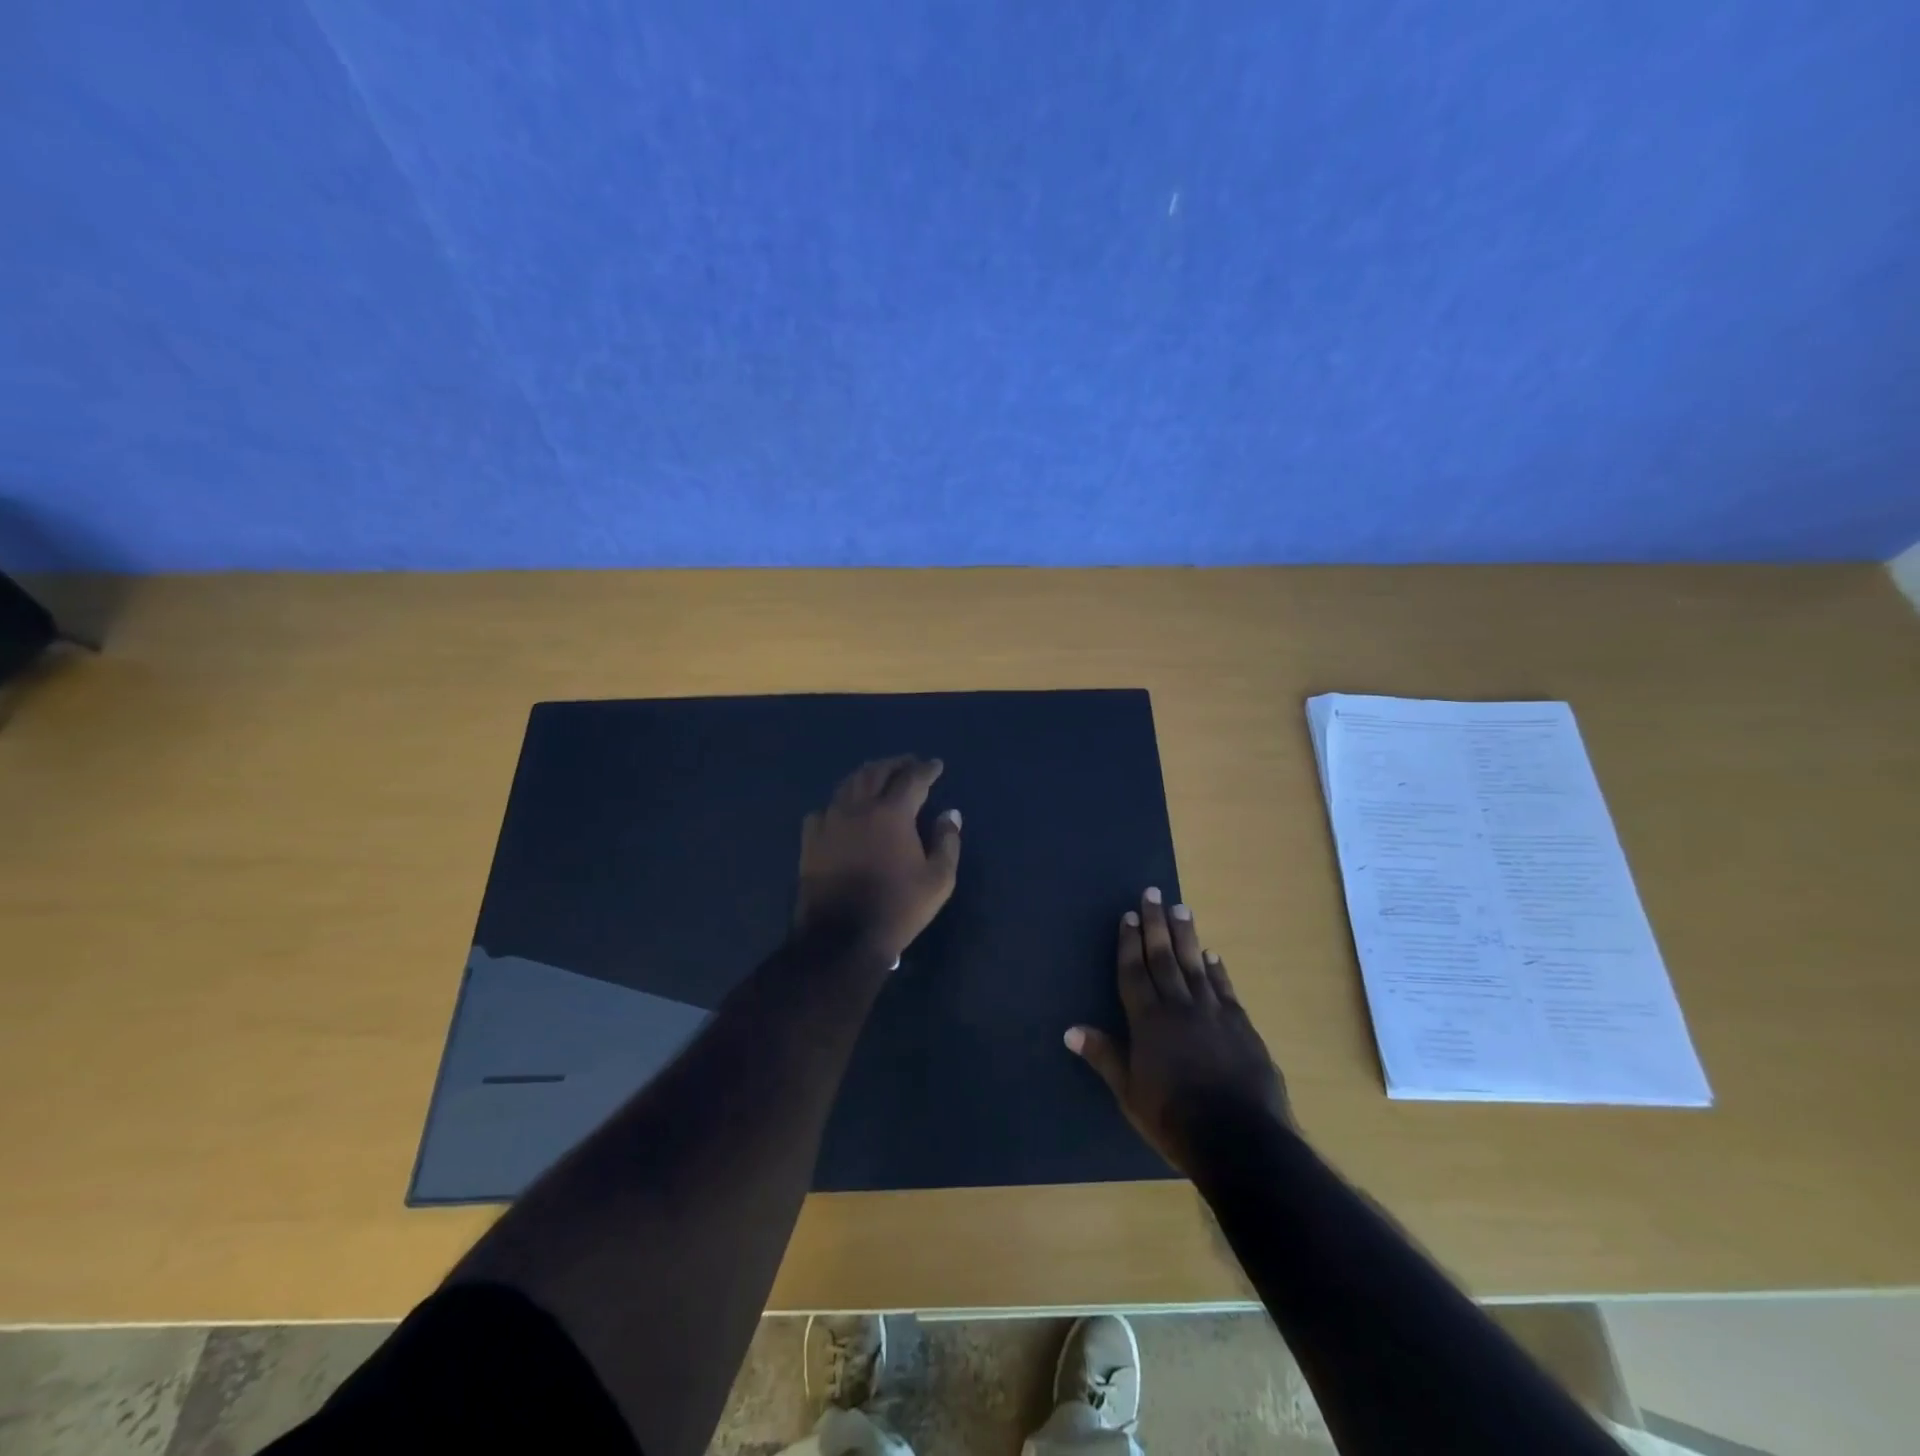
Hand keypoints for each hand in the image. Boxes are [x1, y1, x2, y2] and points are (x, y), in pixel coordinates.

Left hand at [795, 756, 962, 964]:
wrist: (841, 938)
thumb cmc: (897, 907)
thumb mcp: (938, 880)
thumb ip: (947, 841)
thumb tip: (950, 814)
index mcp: (892, 812)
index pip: (912, 778)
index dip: (926, 769)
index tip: (936, 765)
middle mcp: (859, 807)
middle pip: (877, 772)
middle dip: (896, 764)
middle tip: (909, 763)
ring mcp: (830, 820)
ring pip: (849, 784)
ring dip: (867, 775)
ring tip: (879, 776)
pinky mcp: (811, 839)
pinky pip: (825, 808)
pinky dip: (840, 802)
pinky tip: (844, 809)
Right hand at [1066, 888, 1289, 1175]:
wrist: (1240, 1138)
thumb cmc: (1174, 1119)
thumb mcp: (1130, 1093)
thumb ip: (1104, 1056)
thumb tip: (1070, 1030)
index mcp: (1148, 1021)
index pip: (1134, 972)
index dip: (1129, 943)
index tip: (1128, 915)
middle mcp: (1179, 1006)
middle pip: (1164, 957)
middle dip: (1156, 924)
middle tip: (1153, 893)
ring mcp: (1214, 1013)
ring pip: (1196, 965)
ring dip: (1187, 935)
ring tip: (1181, 908)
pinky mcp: (1242, 1025)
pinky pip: (1225, 988)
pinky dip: (1217, 969)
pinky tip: (1213, 954)